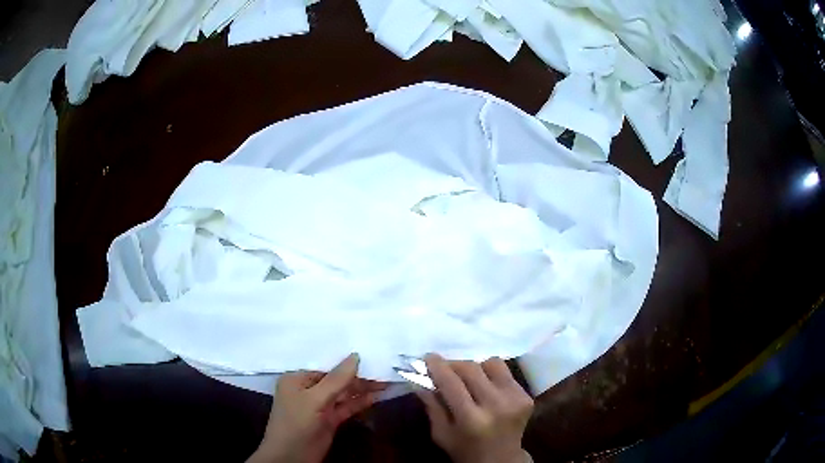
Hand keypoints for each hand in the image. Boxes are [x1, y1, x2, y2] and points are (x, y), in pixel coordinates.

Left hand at [248, 353, 385, 462]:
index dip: (346, 361)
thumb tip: (356, 355)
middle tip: (384, 367)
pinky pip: (347, 407)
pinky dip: (361, 401)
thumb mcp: (315, 399)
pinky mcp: (330, 419)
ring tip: (386, 380)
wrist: (292, 457)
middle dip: (358, 375)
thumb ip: (336, 379)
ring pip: (344, 393)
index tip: (370, 353)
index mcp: (297, 379)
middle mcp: (308, 389)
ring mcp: (320, 406)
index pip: (325, 365)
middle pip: (336, 379)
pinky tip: (378, 395)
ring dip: (363, 388)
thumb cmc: (297, 423)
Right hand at [418, 354, 533, 462]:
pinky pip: (505, 372)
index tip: (428, 357)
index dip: (438, 367)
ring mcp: (515, 399)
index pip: (452, 383)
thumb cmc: (464, 449)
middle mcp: (496, 406)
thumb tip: (420, 378)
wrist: (501, 460)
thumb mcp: (441, 433)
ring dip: (475, 367)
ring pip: (492, 364)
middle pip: (472, 369)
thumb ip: (432, 405)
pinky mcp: (526, 396)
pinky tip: (485, 387)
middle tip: (444, 367)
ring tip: (468, 379)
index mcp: (471, 420)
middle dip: (454, 364)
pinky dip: (491, 375)